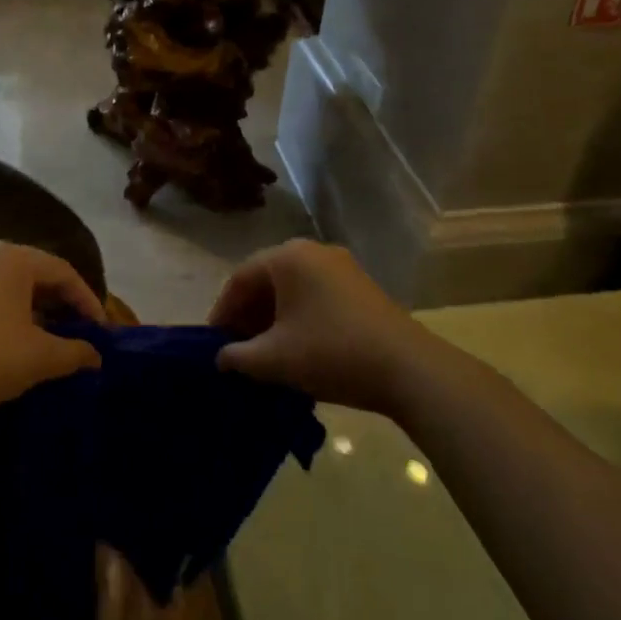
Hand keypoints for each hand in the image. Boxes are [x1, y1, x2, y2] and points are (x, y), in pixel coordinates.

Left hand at [0, 242, 106, 433]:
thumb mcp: (40, 357)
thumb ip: (75, 352)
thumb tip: (96, 356)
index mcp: (13, 257)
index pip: (63, 272)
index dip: (87, 301)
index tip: (101, 332)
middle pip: (36, 274)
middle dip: (61, 304)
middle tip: (80, 332)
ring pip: (10, 287)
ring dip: (35, 311)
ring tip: (52, 340)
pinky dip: (9, 316)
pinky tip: (15, 344)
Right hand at [209, 239, 436, 415]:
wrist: (407, 368)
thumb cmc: (331, 353)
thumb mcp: (275, 359)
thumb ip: (239, 357)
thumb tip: (221, 358)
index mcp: (287, 257)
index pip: (240, 278)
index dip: (222, 311)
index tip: (213, 343)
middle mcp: (313, 251)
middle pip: (267, 279)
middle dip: (248, 314)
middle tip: (236, 348)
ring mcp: (341, 266)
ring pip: (293, 288)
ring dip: (273, 317)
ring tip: (264, 352)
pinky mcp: (360, 286)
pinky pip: (316, 294)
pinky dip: (298, 316)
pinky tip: (297, 347)